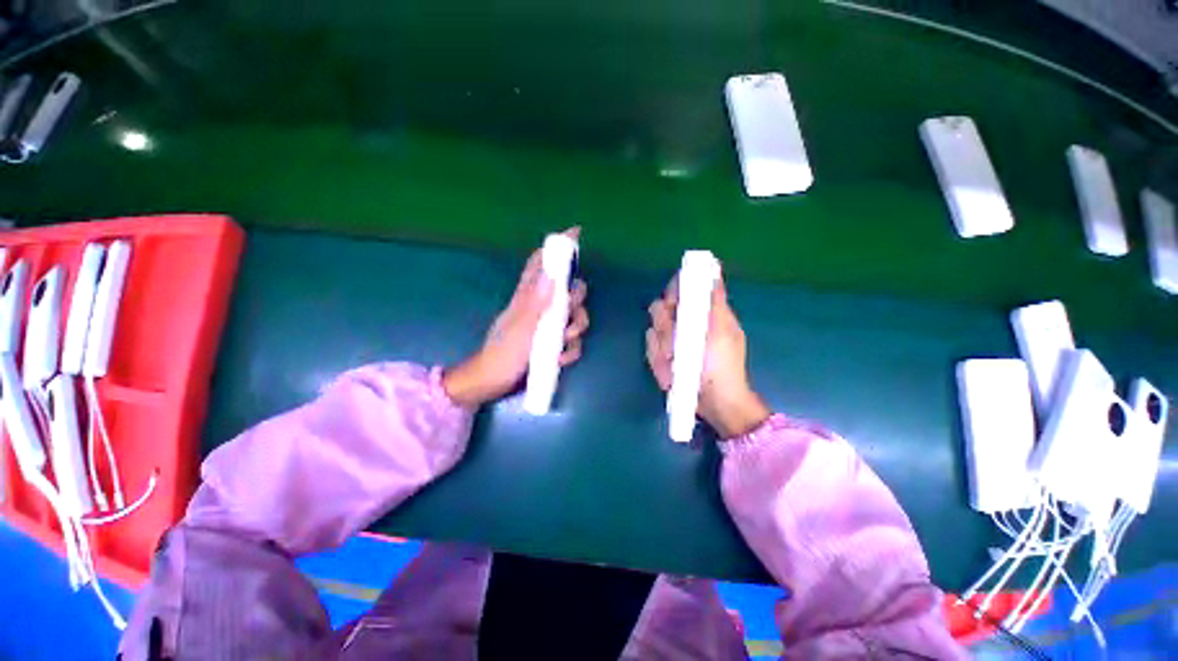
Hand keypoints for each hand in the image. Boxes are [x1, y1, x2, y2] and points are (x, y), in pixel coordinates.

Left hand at [443, 228, 588, 406]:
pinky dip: (570, 349)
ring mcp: (546, 325)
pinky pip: (571, 340)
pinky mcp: (550, 343)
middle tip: (568, 318)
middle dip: (577, 303)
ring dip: (575, 331)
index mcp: (528, 297)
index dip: (556, 247)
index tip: (575, 234)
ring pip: (574, 316)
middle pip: (568, 291)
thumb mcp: (521, 329)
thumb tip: (553, 276)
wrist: (492, 383)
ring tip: (562, 346)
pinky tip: (560, 360)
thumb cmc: (502, 354)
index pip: (541, 263)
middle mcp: (540, 307)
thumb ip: (536, 304)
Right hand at [646, 273, 769, 438]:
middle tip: (678, 344)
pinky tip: (672, 373)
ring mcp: (669, 339)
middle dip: (667, 327)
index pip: (679, 288)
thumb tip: (713, 269)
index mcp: (700, 311)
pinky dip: (660, 361)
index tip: (675, 305)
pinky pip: (650, 349)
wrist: (713, 402)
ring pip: (652, 329)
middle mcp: (682, 321)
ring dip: (664, 347)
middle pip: (660, 308)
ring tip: (678, 362)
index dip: (674, 292)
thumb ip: (715, 300)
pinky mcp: (659, 355)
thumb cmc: (723, 364)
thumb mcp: (723, 329)